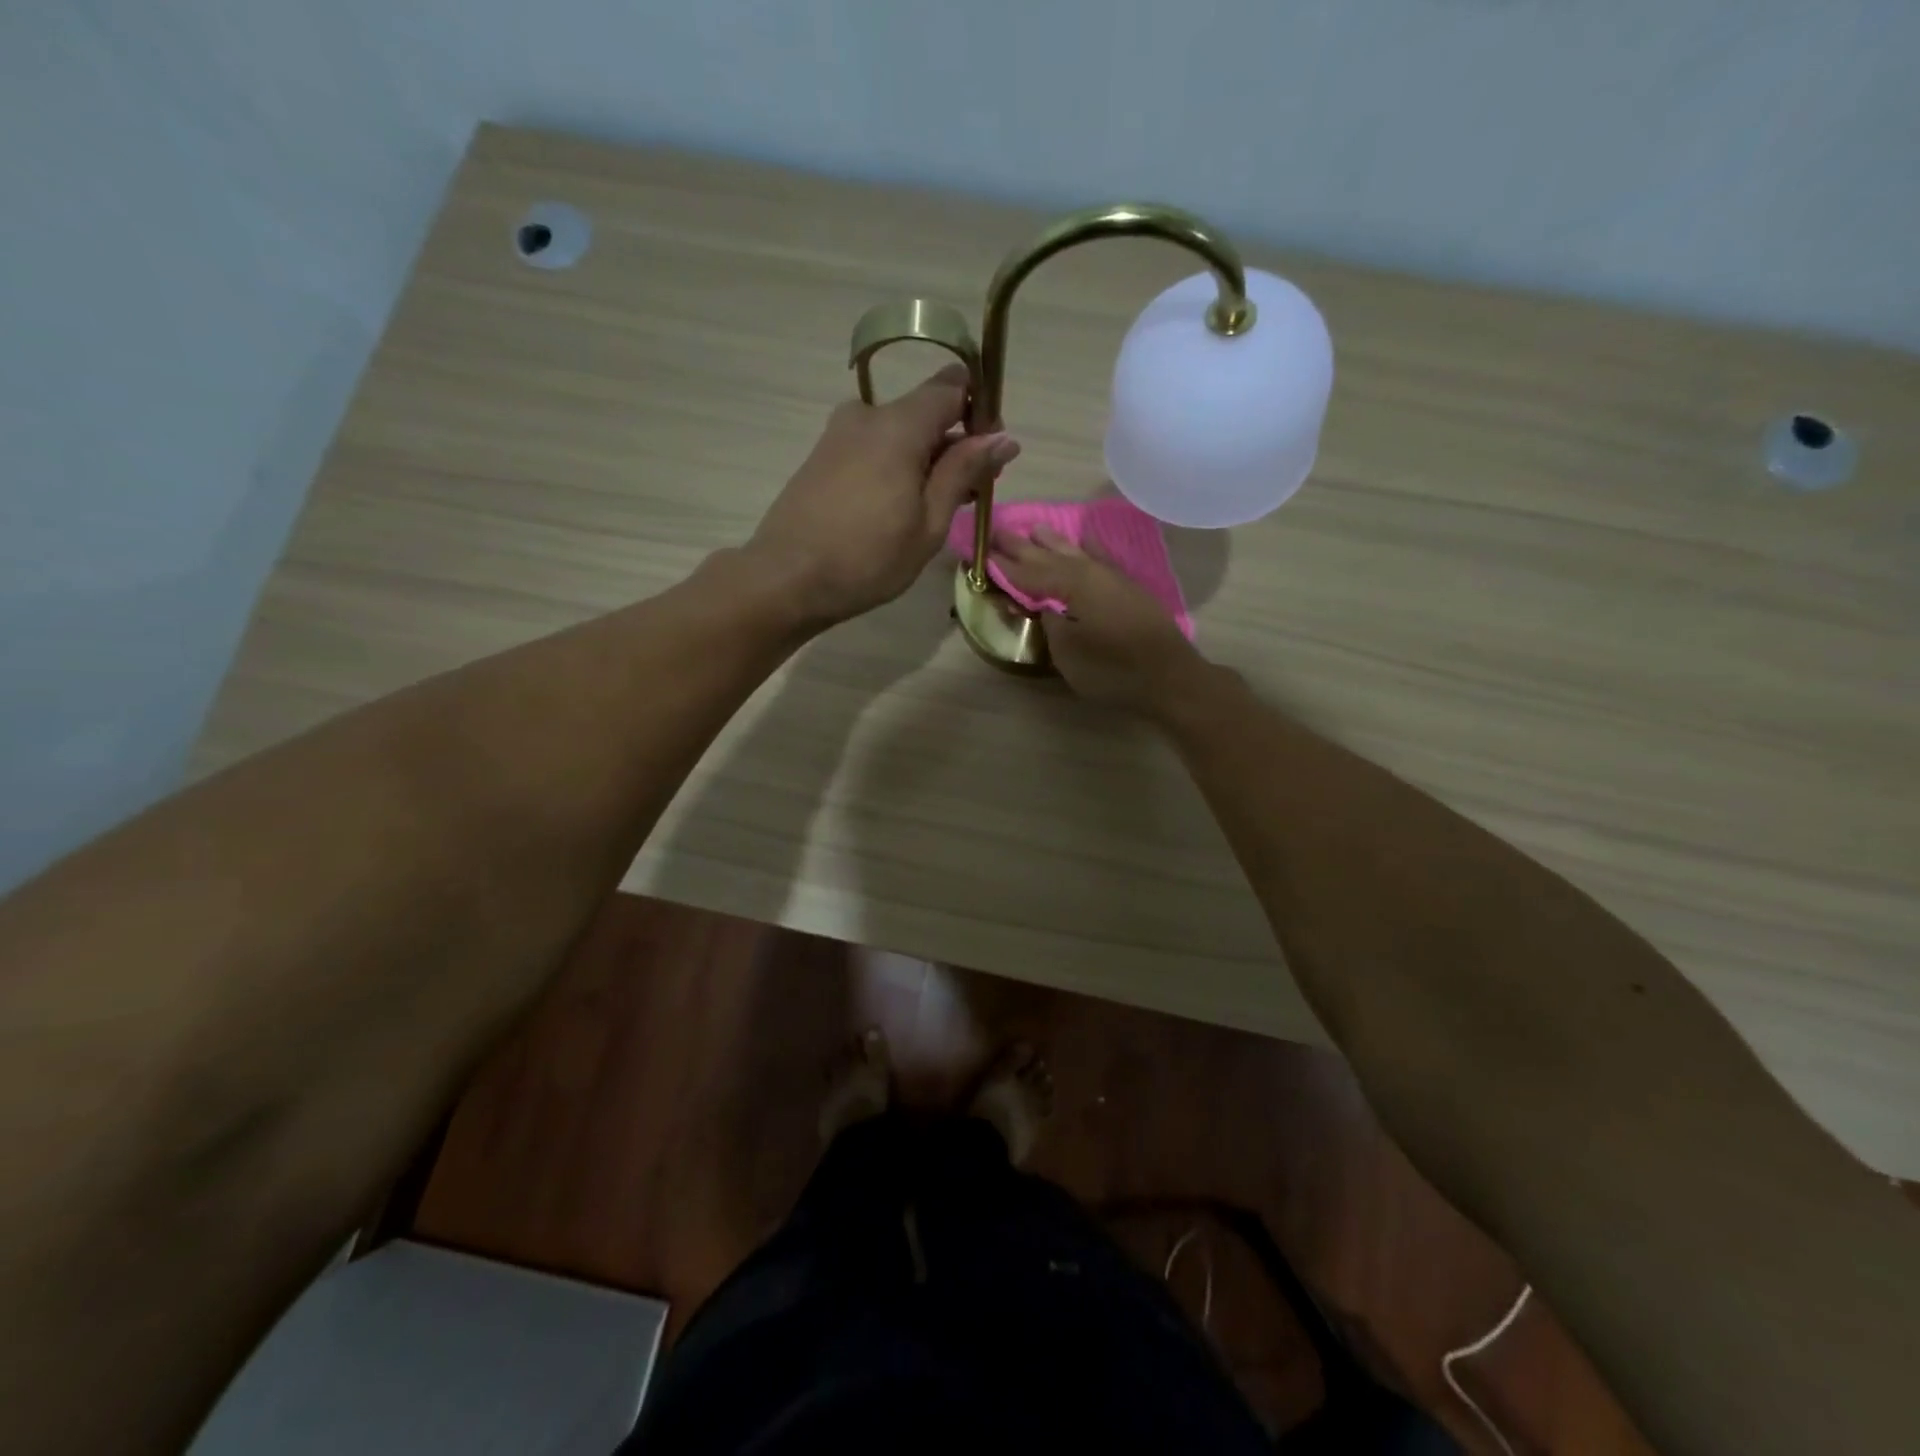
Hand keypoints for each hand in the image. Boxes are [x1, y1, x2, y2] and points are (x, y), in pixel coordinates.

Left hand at [745, 364, 1019, 624]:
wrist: (787, 579)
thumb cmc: (868, 558)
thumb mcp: (928, 522)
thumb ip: (964, 472)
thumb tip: (1003, 437)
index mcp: (898, 424)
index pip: (951, 386)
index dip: (980, 410)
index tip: (993, 452)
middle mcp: (866, 415)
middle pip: (925, 411)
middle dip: (955, 442)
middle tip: (971, 492)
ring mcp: (839, 434)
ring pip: (899, 432)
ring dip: (926, 459)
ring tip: (936, 509)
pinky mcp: (823, 456)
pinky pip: (874, 447)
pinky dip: (897, 467)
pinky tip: (900, 508)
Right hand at [992, 526, 1203, 713]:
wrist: (1170, 678)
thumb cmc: (1113, 669)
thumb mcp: (1068, 653)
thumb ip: (1050, 624)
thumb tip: (1045, 608)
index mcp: (1072, 585)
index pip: (1029, 573)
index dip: (1004, 566)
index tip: (982, 553)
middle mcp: (1091, 573)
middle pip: (1050, 556)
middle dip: (1023, 546)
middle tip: (998, 531)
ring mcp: (1114, 579)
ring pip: (1076, 553)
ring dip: (1053, 542)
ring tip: (1034, 528)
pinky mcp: (1129, 590)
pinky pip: (1101, 560)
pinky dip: (1089, 550)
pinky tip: (1085, 542)